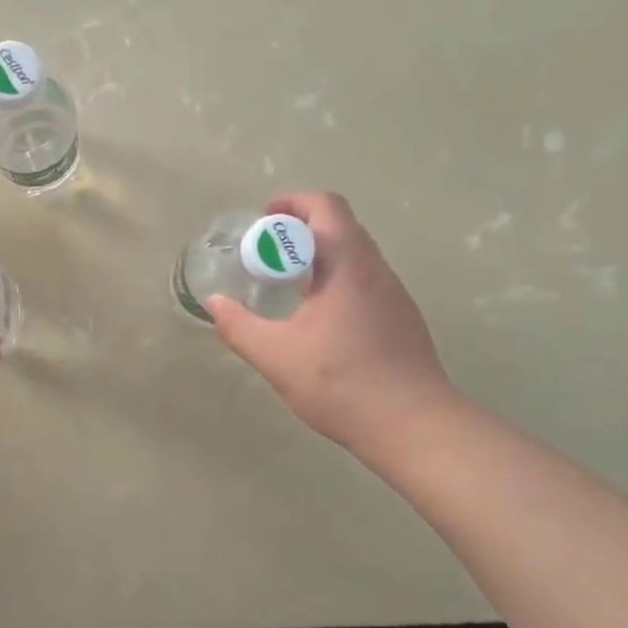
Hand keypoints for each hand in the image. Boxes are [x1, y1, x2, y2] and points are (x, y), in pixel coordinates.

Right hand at [207, 191, 459, 462]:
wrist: (414, 426)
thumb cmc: (342, 383)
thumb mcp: (276, 356)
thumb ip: (239, 326)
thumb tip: (214, 302)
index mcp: (348, 266)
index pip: (326, 207)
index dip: (293, 202)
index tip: (264, 218)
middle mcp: (376, 270)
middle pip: (341, 225)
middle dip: (301, 227)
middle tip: (266, 250)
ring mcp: (394, 295)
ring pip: (355, 254)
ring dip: (319, 253)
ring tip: (287, 281)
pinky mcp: (401, 319)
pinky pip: (364, 280)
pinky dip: (335, 278)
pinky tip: (317, 315)